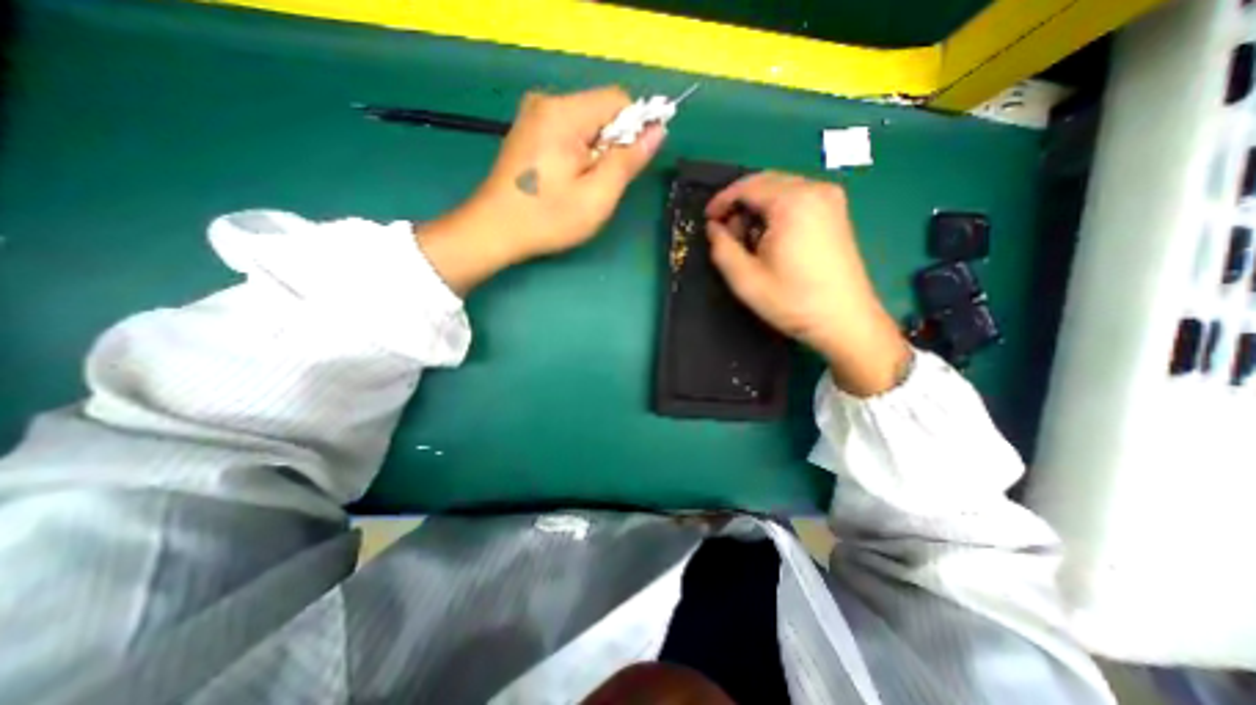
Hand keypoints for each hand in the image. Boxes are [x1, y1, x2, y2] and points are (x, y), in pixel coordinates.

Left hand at [416, 85, 665, 295]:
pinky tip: (566, 181)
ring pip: (586, 124)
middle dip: (612, 146)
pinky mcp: (528, 131)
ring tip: (581, 187)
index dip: (634, 130)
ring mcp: (534, 116)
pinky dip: (578, 154)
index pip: (619, 101)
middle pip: (601, 112)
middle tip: (600, 185)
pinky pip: (568, 133)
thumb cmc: (547, 218)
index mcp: (564, 113)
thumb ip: (628, 160)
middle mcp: (547, 103)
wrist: (494, 230)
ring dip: (596, 154)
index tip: (628, 166)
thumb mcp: (597, 196)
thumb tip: (657, 131)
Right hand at [705, 172, 913, 394]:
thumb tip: (714, 228)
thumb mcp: (745, 279)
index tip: (707, 220)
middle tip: (725, 232)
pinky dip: (776, 211)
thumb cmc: (792, 301)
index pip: (747, 186)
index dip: (722, 201)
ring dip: (757, 208)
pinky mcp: (836, 212)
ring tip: (747, 240)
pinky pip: (797, 198)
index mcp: (792, 202)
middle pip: (765, 182)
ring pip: (781, 189)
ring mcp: (830, 199)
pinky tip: (770, 237)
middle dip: (740, 203)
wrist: (844, 320)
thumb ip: (722, 248)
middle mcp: (814, 190)